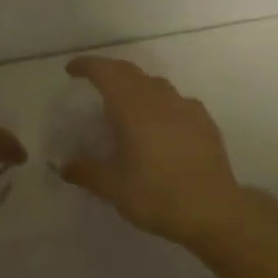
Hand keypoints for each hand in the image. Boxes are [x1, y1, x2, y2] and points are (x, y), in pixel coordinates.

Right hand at [58, 56, 250, 249]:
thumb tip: (64, 166)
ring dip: (135, 86)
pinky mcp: (204, 121)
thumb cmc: (157, 195)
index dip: (87, 66)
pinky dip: (159, 103)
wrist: (214, 211)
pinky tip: (160, 125)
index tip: (72, 70)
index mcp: (133, 107)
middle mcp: (159, 98)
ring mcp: (186, 107)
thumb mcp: (113, 188)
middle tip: (94, 82)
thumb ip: (86, 172)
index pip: (106, 72)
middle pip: (130, 72)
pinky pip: (176, 101)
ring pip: (155, 84)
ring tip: (125, 105)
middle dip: (109, 71)